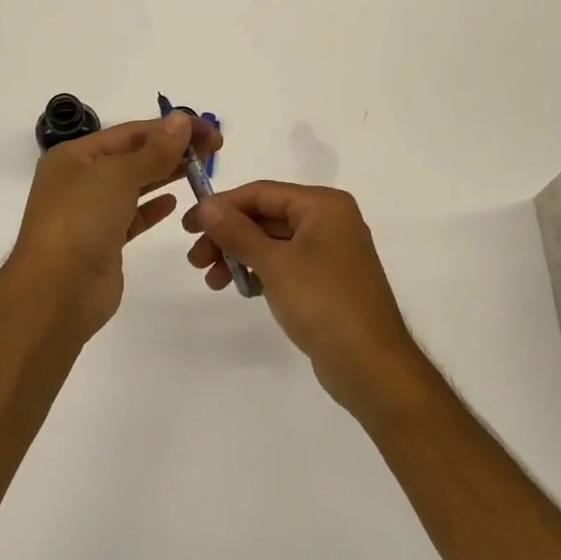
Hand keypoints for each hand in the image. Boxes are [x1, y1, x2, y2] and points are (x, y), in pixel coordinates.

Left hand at [10, 112, 222, 339]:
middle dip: (171, 150)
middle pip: (132, 156)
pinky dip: (152, 208)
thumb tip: (181, 119)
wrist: (56, 292)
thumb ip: (154, 150)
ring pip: (134, 186)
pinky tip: (174, 203)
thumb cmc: (81, 221)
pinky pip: (132, 217)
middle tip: (214, 150)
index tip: (209, 131)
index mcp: (74, 156)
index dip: (170, 128)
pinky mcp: (103, 242)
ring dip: (165, 175)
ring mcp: (90, 213)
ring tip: (201, 170)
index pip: (130, 132)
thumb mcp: (118, 176)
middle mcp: (79, 180)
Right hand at [184, 182, 427, 413]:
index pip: (262, 192)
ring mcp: (329, 251)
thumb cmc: (324, 304)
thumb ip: (237, 231)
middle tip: (195, 259)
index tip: (188, 225)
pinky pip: (284, 263)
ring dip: (238, 255)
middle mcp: (329, 220)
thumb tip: (206, 205)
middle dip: (227, 235)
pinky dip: (259, 270)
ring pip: (272, 241)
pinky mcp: (325, 280)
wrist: (372, 367)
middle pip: (265, 216)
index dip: (222, 206)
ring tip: (210, 280)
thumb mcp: (275, 264)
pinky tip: (239, 287)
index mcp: (323, 205)